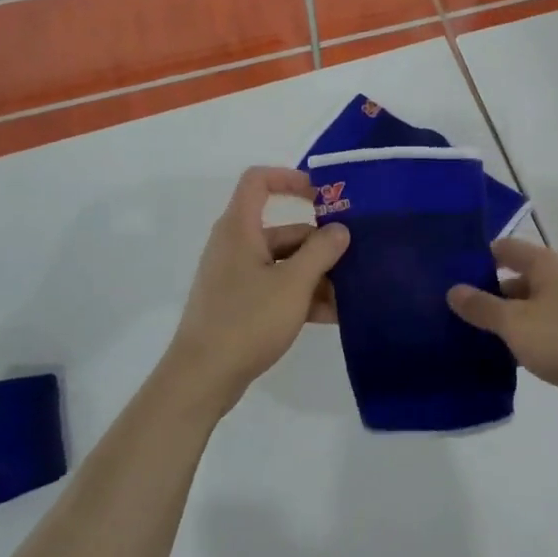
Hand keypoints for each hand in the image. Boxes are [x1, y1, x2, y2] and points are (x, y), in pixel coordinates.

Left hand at [163, 167, 348, 415]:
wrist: (202, 377)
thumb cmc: (246, 320)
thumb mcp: (293, 284)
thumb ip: (321, 252)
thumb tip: (340, 230)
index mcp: (239, 229)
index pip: (258, 181)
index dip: (290, 179)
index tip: (323, 196)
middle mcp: (236, 246)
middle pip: (283, 230)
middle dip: (319, 244)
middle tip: (355, 260)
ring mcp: (237, 277)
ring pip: (283, 263)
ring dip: (316, 275)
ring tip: (351, 295)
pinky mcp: (240, 304)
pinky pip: (277, 288)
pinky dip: (301, 296)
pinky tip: (332, 316)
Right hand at [447, 238, 557, 423]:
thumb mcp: (516, 324)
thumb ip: (483, 307)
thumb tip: (453, 289)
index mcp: (545, 265)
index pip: (505, 248)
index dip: (478, 257)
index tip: (450, 274)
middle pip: (516, 277)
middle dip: (488, 293)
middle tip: (455, 311)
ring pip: (530, 305)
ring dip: (507, 318)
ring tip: (474, 337)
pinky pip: (545, 327)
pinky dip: (527, 336)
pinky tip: (509, 357)